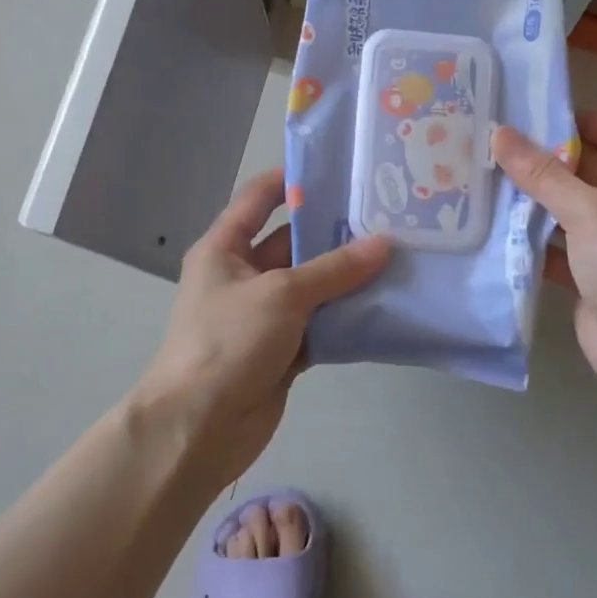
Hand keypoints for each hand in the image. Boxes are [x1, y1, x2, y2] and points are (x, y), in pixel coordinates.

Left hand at [136, 169, 390, 488]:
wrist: (199, 427)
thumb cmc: (228, 342)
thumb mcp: (281, 294)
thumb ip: (334, 269)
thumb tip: (384, 244)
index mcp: (225, 248)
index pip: (258, 199)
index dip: (293, 180)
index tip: (340, 169)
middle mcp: (243, 276)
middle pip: (293, 243)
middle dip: (334, 232)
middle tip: (386, 216)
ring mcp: (263, 315)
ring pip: (311, 286)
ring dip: (346, 278)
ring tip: (397, 256)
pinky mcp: (281, 350)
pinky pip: (319, 324)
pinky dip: (345, 318)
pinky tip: (384, 305)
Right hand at [493, 112, 596, 400]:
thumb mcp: (588, 210)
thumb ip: (543, 174)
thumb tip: (499, 134)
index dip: (586, 122)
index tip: (540, 118)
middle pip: (591, 171)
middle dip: (550, 160)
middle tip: (502, 145)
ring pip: (570, 210)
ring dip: (536, 198)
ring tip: (490, 178)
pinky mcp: (590, 275)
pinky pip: (557, 245)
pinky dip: (532, 237)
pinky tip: (497, 226)